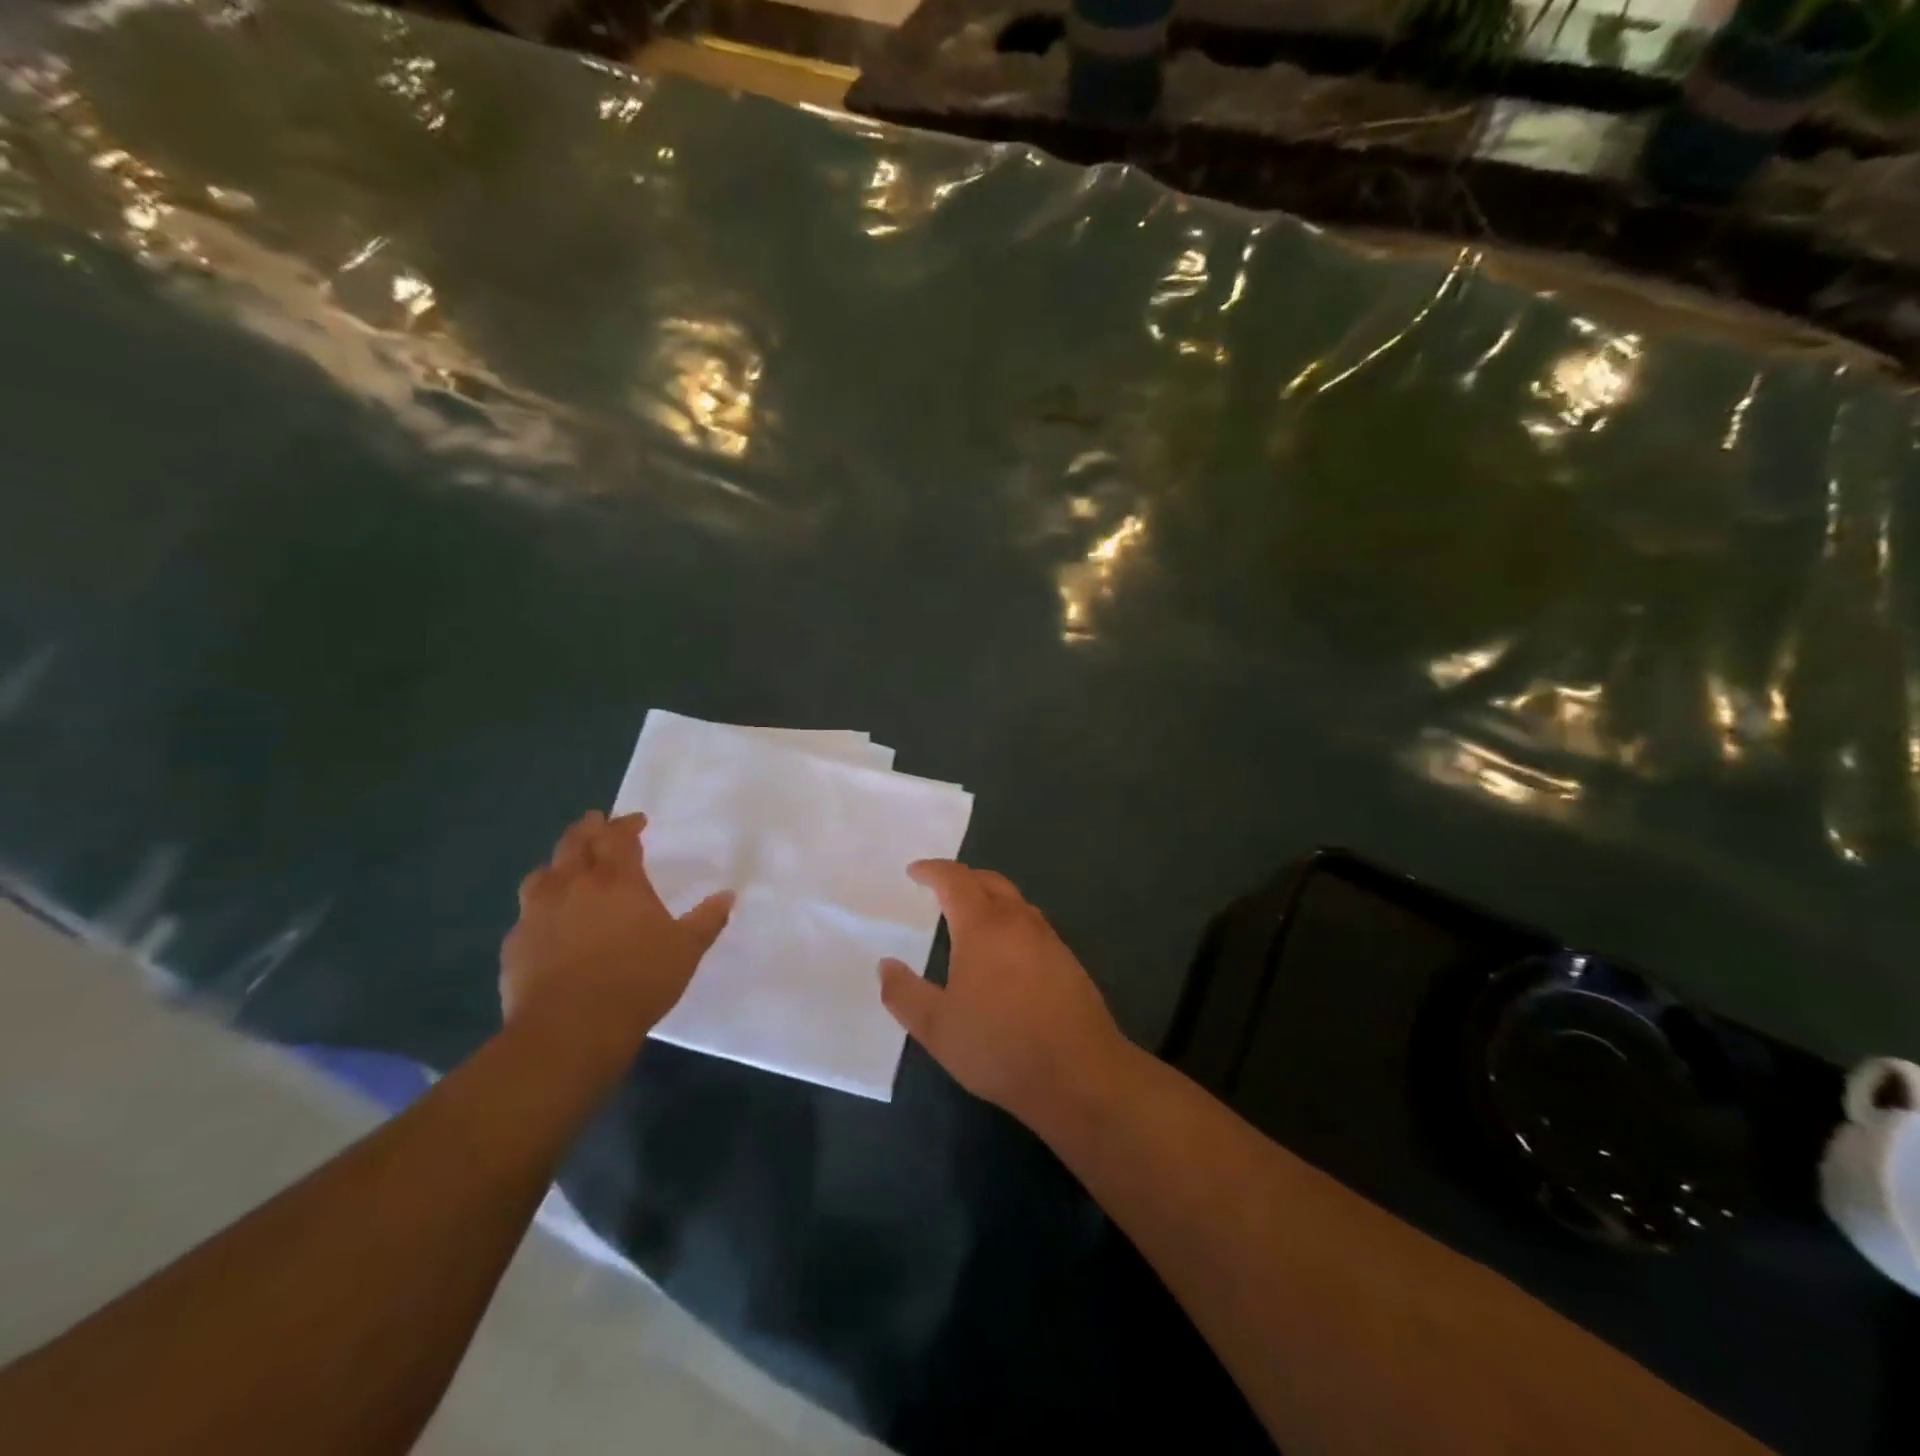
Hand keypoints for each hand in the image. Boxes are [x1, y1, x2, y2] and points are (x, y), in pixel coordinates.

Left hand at [501, 811, 732, 1057]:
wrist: (569, 1029)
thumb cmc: (637, 981)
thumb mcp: (686, 951)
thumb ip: (707, 920)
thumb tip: (727, 895)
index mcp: (617, 880)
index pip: (617, 837)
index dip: (626, 825)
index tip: (637, 821)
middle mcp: (573, 886)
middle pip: (574, 842)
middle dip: (588, 829)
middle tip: (597, 823)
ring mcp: (537, 913)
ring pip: (542, 873)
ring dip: (558, 864)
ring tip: (567, 868)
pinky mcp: (515, 944)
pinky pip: (526, 913)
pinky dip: (540, 906)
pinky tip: (548, 922)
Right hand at [878, 861, 1126, 1129]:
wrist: (1078, 1073)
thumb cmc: (999, 1045)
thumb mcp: (936, 1027)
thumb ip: (904, 993)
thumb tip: (886, 965)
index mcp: (983, 926)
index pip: (955, 880)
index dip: (933, 870)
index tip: (914, 871)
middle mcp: (1018, 921)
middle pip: (989, 881)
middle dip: (962, 878)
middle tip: (941, 888)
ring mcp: (1048, 939)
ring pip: (1015, 902)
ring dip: (990, 898)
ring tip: (970, 917)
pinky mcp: (1068, 961)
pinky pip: (1032, 925)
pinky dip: (1010, 922)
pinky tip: (1004, 953)